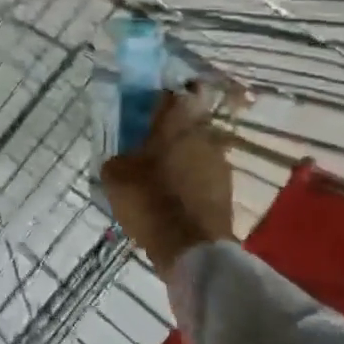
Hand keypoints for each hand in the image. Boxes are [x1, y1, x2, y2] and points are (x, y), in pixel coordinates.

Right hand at [99, 87, 238, 276]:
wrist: (191, 248)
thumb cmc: (150, 200)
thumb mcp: (115, 176)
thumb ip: (118, 157)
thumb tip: (124, 157)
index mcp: (176, 124)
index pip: (172, 95)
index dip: (159, 99)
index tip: (146, 106)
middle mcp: (204, 135)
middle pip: (188, 122)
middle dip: (171, 130)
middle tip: (150, 143)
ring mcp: (220, 163)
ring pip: (198, 148)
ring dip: (182, 155)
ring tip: (162, 172)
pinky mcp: (227, 189)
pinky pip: (204, 174)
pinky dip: (192, 179)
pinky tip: (175, 194)